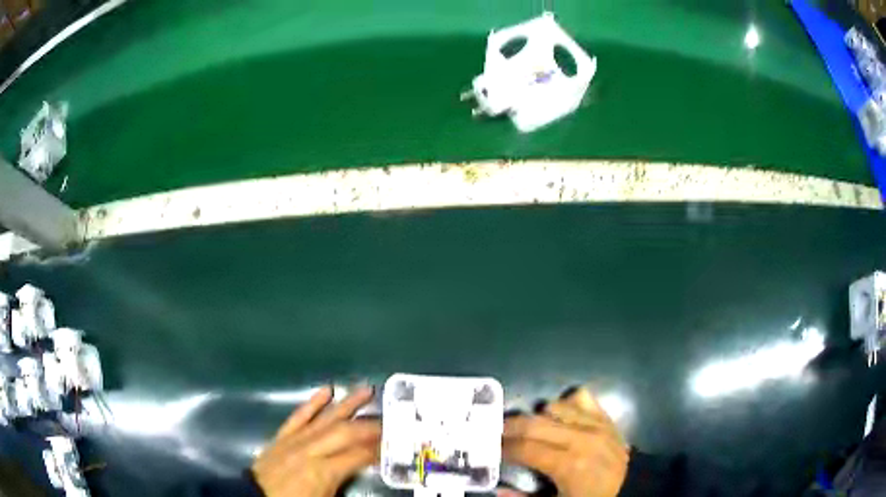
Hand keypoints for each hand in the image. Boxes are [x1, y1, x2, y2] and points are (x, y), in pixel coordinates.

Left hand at [252, 386, 379, 496]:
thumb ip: (346, 483)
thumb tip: (366, 470)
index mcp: (323, 471)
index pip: (358, 454)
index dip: (378, 448)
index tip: (395, 442)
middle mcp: (310, 450)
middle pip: (345, 432)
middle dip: (370, 424)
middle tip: (391, 418)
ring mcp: (295, 439)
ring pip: (325, 418)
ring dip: (347, 404)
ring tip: (367, 390)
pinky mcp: (282, 435)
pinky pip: (299, 415)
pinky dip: (313, 403)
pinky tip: (326, 390)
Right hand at [502, 388, 628, 496]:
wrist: (630, 486)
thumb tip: (496, 488)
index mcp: (567, 464)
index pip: (525, 448)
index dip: (503, 447)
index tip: (490, 449)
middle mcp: (580, 438)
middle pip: (533, 423)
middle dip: (508, 427)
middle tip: (496, 433)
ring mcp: (594, 423)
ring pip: (553, 407)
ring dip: (536, 416)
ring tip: (528, 430)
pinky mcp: (604, 416)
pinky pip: (579, 397)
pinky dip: (565, 404)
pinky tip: (560, 418)